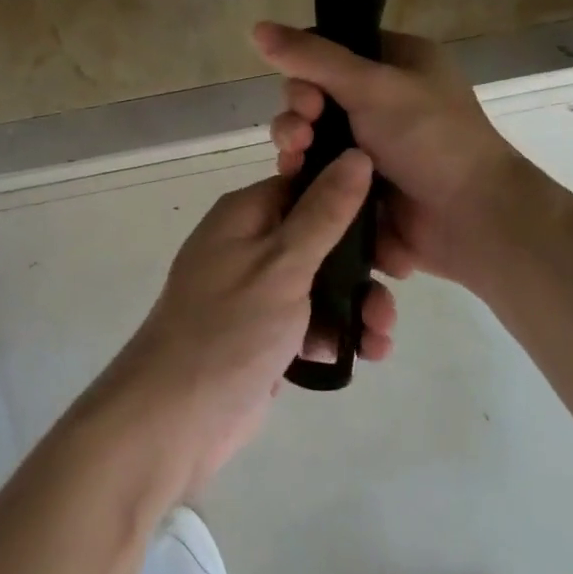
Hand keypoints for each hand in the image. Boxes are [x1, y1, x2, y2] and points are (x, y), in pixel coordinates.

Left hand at [104, 151, 400, 494]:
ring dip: (357, 304)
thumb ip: (324, 212)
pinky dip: (336, 333)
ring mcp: (256, 292)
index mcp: (246, 215)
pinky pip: (310, 321)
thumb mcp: (283, 263)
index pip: (306, 186)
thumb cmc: (228, 328)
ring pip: (321, 283)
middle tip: (397, 282)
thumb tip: (356, 155)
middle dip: (362, 264)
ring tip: (381, 336)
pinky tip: (364, 353)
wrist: (175, 418)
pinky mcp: (264, 334)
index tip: (392, 223)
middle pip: (320, 238)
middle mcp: (249, 245)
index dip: (351, 199)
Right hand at [253, 21, 535, 289]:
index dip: (306, 67)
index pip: (333, 49)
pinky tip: (295, 182)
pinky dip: (305, 174)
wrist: (471, 220)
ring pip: (312, 135)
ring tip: (296, 159)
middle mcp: (384, 100)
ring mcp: (372, 146)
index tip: (305, 92)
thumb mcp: (373, 87)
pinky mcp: (360, 184)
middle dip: (298, 112)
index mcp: (398, 62)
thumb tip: (256, 26)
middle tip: (302, 131)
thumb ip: (314, 58)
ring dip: (295, 143)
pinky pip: (320, 171)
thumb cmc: (431, 139)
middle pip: (314, 94)